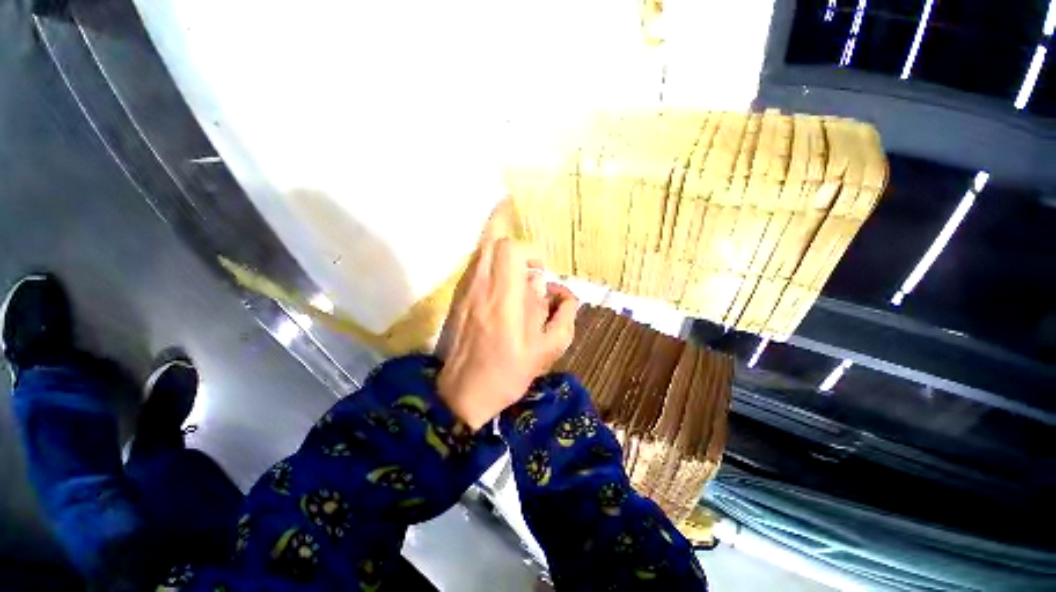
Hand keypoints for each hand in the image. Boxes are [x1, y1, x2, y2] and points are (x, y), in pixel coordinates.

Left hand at [436, 238, 577, 430]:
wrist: (464, 392)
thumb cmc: (509, 373)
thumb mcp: (549, 349)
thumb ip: (563, 314)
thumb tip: (559, 290)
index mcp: (503, 300)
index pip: (509, 251)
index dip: (530, 253)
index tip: (539, 273)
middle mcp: (480, 288)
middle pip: (493, 244)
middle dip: (517, 252)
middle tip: (528, 275)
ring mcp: (464, 291)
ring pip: (481, 253)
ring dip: (502, 260)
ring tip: (515, 282)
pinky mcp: (456, 298)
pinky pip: (473, 268)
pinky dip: (489, 269)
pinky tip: (499, 292)